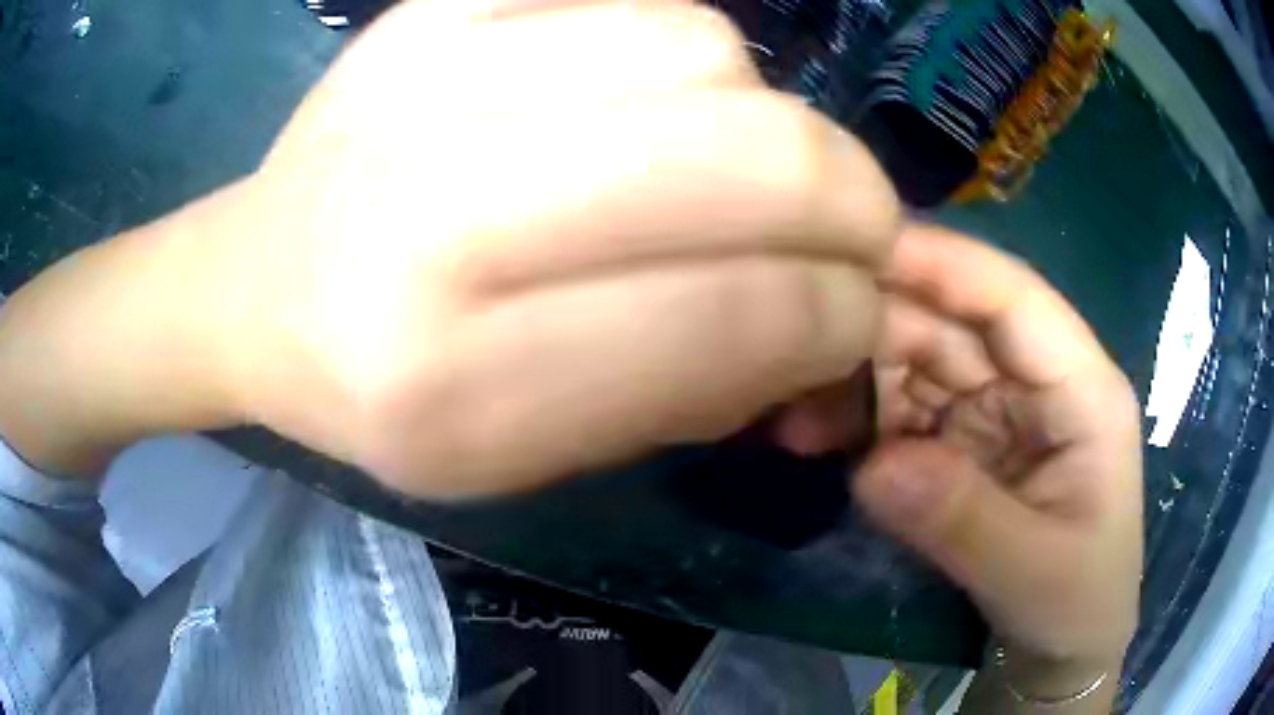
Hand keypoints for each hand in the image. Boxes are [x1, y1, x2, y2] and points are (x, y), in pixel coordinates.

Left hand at [206, 0, 899, 497]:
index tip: (860, 318)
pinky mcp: (431, 8)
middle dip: (850, 201)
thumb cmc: (380, 394)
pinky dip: (685, 56)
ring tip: (724, 164)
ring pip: (709, 50)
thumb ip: (688, 394)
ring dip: (763, 118)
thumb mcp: (524, 457)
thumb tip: (823, 320)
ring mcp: (429, 77)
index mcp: (456, 382)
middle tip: (860, 231)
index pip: (734, 317)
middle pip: (752, 154)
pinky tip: (645, 103)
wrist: (256, 285)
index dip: (837, 316)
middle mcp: (437, 215)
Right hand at [777, 226, 1141, 703]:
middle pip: (954, 323)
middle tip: (795, 345)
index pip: (1014, 298)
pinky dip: (857, 420)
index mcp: (1082, 389)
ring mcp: (996, 411)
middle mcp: (1037, 382)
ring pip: (919, 363)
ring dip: (856, 379)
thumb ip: (961, 519)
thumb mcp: (1031, 572)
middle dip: (879, 327)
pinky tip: (811, 437)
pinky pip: (903, 412)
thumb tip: (873, 469)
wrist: (1062, 648)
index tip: (861, 245)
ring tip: (791, 412)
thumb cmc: (1076, 603)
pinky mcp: (963, 444)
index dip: (942, 264)